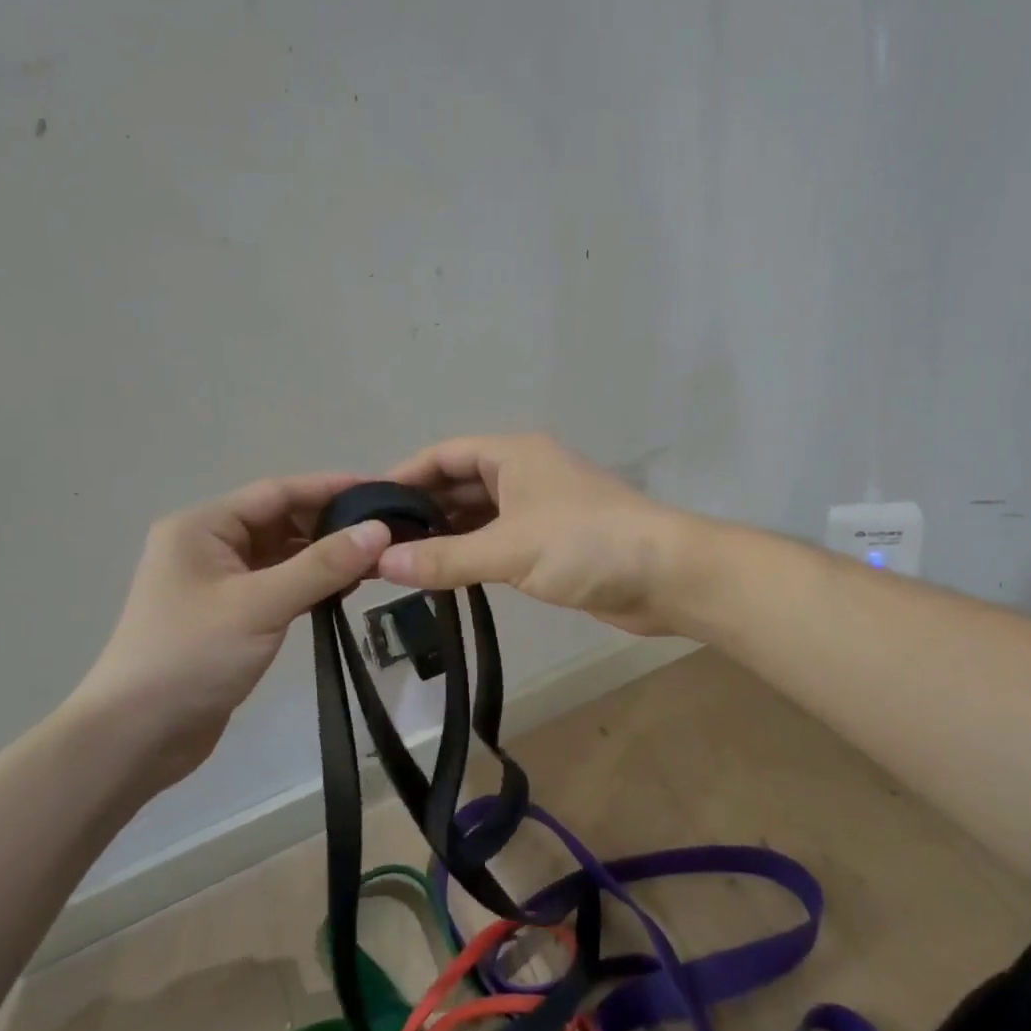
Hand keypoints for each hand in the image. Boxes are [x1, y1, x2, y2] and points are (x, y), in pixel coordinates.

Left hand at [59, 474, 391, 784]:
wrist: (135, 738)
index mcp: (203, 527)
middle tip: (389, 531)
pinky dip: (311, 585)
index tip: (383, 490)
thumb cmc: (191, 657)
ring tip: (378, 562)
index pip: (278, 492)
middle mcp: (210, 546)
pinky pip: (280, 585)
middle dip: (332, 525)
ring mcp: (219, 583)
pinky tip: (345, 591)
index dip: (331, 487)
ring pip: (283, 555)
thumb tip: (380, 530)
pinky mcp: (231, 616)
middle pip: (282, 521)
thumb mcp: (260, 605)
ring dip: (325, 557)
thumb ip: (322, 566)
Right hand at [379, 434, 690, 635]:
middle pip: (459, 485)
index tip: (365, 505)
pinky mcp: (552, 544)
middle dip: (420, 510)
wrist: (665, 575)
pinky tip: (444, 575)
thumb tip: (380, 563)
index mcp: (513, 456)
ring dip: (444, 535)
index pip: (444, 455)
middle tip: (374, 542)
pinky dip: (471, 554)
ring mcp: (539, 509)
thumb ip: (444, 558)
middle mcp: (524, 474)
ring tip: (398, 562)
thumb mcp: (508, 548)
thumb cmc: (585, 544)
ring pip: (478, 516)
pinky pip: (499, 542)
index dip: (403, 475)